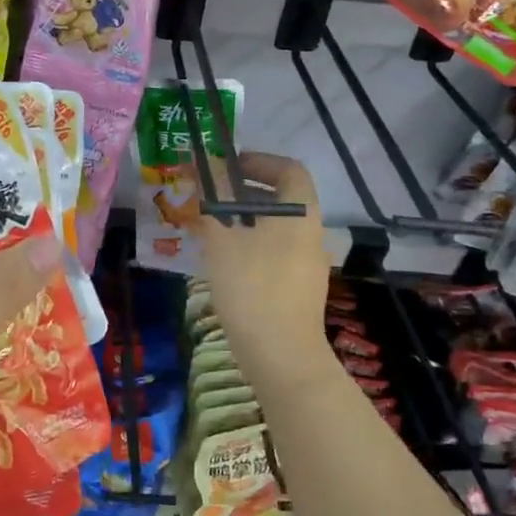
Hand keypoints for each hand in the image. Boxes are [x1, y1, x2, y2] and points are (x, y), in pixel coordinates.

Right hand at [197, 152, 329, 370]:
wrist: (281, 355)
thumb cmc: (252, 286)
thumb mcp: (223, 237)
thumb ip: (214, 199)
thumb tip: (205, 167)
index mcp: (300, 213)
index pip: (289, 169)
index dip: (259, 161)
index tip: (228, 165)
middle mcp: (311, 232)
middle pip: (281, 198)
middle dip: (244, 191)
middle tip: (210, 194)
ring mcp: (308, 263)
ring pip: (275, 227)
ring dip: (244, 219)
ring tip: (209, 227)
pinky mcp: (298, 288)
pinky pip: (274, 252)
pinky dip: (250, 245)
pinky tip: (223, 261)